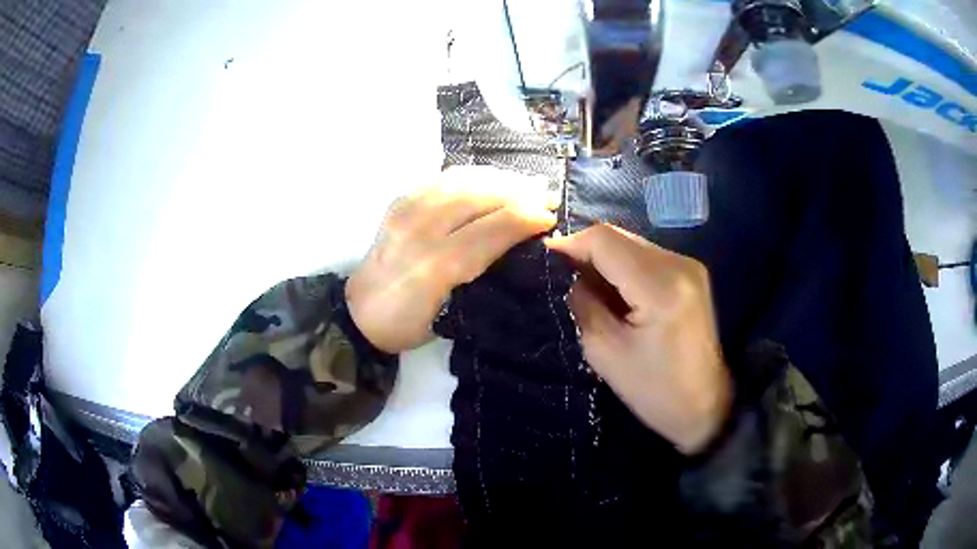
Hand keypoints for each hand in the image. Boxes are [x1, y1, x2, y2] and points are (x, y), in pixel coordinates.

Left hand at [347, 166, 557, 353]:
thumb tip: (521, 241)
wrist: (359, 313)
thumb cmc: (409, 324)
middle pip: (481, 196)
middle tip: (546, 194)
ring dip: (500, 178)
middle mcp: (422, 229)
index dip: (528, 217)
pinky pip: (443, 177)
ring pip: (463, 179)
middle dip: (520, 191)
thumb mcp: (453, 311)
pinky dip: (473, 175)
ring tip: (525, 182)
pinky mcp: (399, 200)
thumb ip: (484, 272)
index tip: (551, 217)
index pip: (494, 228)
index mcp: (438, 265)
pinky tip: (490, 179)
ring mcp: (407, 209)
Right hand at [546, 224, 730, 454]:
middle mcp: (679, 264)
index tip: (545, 259)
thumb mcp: (605, 352)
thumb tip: (570, 276)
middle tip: (562, 277)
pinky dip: (622, 267)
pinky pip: (646, 257)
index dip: (570, 244)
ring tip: (586, 288)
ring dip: (604, 260)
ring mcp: (689, 266)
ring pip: (631, 244)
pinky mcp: (691, 273)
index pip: (605, 242)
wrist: (705, 406)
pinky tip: (613, 291)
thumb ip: (583, 304)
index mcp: (660, 287)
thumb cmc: (654, 391)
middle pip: (619, 237)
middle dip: (585, 252)